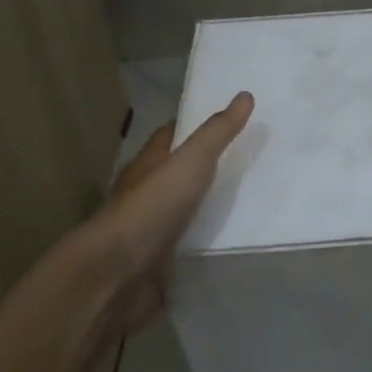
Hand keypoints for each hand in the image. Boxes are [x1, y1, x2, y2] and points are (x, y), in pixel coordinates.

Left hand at [88, 93, 254, 333]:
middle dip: (210, 167)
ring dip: (211, 207)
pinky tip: (235, 241)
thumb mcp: (190, 162)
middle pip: (180, 174)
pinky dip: (209, 242)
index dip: (197, 125)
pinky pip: (191, 246)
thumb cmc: (152, 208)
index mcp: (148, 165)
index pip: (171, 136)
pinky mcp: (162, 264)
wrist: (118, 276)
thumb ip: (217, 133)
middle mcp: (147, 195)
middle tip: (252, 160)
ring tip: (253, 200)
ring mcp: (152, 232)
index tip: (231, 120)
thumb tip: (245, 95)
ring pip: (187, 211)